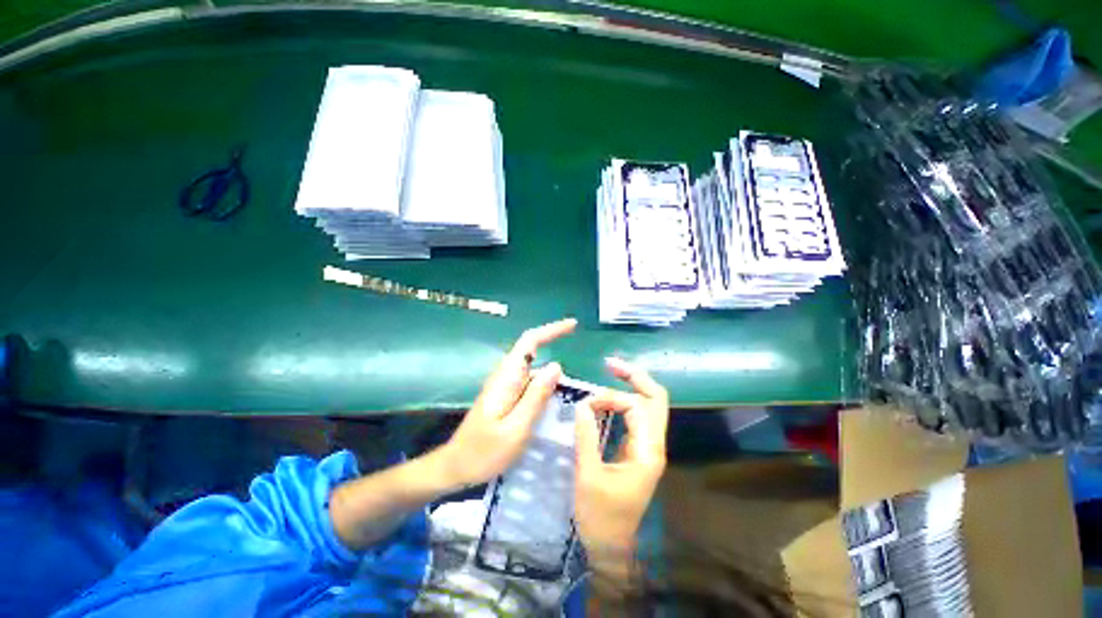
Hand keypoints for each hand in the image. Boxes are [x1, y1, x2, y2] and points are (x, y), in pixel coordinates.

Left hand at [438, 318, 576, 487]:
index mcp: (507, 378)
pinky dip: (545, 386)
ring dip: (551, 372)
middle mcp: (505, 376)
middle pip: (532, 350)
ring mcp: (505, 386)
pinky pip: (530, 384)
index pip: (529, 342)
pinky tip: (556, 402)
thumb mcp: (516, 428)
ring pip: (533, 369)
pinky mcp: (506, 397)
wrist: (455, 467)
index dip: (551, 330)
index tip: (573, 325)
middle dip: (555, 346)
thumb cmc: (483, 452)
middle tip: (578, 363)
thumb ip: (536, 396)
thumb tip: (556, 366)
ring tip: (573, 389)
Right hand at [575, 358, 668, 564]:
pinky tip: (608, 398)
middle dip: (635, 377)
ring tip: (610, 373)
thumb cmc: (601, 517)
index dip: (610, 398)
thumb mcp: (589, 476)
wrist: (612, 548)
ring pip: (648, 405)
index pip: (637, 407)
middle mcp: (653, 444)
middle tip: (610, 364)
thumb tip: (582, 404)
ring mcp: (647, 446)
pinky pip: (637, 416)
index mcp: (647, 451)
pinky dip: (624, 401)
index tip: (585, 404)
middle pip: (655, 399)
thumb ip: (587, 437)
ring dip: (631, 386)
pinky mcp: (638, 450)